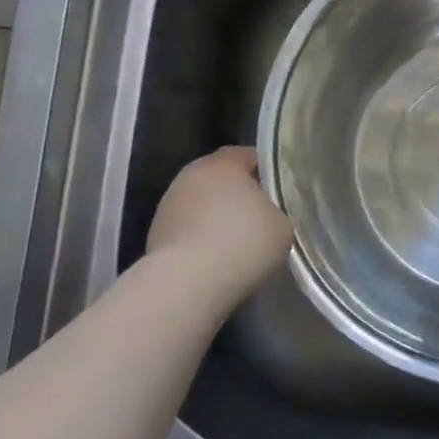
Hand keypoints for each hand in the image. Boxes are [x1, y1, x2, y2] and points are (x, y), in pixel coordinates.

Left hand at [147, 148, 293, 302]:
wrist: (188, 283)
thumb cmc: (243, 244)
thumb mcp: (282, 225)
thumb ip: (277, 210)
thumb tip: (267, 213)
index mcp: (223, 164)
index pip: (247, 155)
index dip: (266, 170)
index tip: (280, 189)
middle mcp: (191, 175)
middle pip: (221, 179)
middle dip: (239, 194)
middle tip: (261, 215)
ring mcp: (169, 204)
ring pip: (202, 204)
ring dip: (217, 217)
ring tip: (238, 242)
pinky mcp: (156, 233)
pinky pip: (189, 229)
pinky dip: (202, 238)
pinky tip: (216, 259)